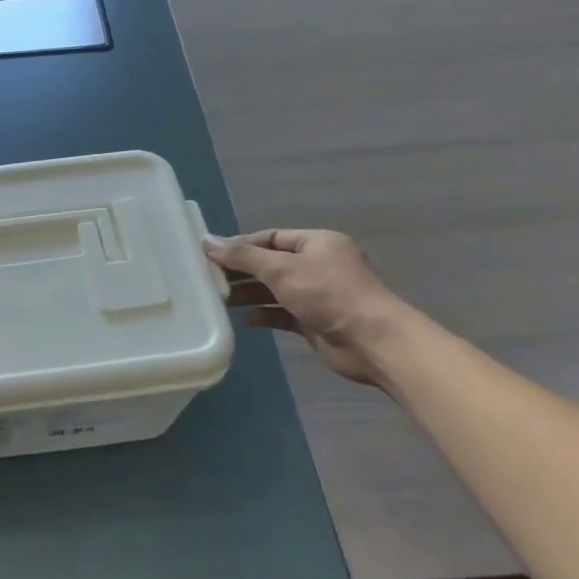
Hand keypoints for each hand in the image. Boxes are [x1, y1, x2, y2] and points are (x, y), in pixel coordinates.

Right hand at [203, 229, 406, 385]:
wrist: (372, 341)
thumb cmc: (328, 294)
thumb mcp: (281, 269)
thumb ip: (242, 256)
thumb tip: (206, 241)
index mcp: (317, 243)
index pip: (270, 238)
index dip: (240, 245)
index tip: (210, 255)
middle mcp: (318, 265)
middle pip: (270, 264)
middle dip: (241, 271)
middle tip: (209, 279)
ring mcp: (317, 295)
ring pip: (274, 290)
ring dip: (249, 294)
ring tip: (219, 299)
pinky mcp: (314, 321)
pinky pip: (282, 313)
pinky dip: (263, 314)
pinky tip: (243, 319)